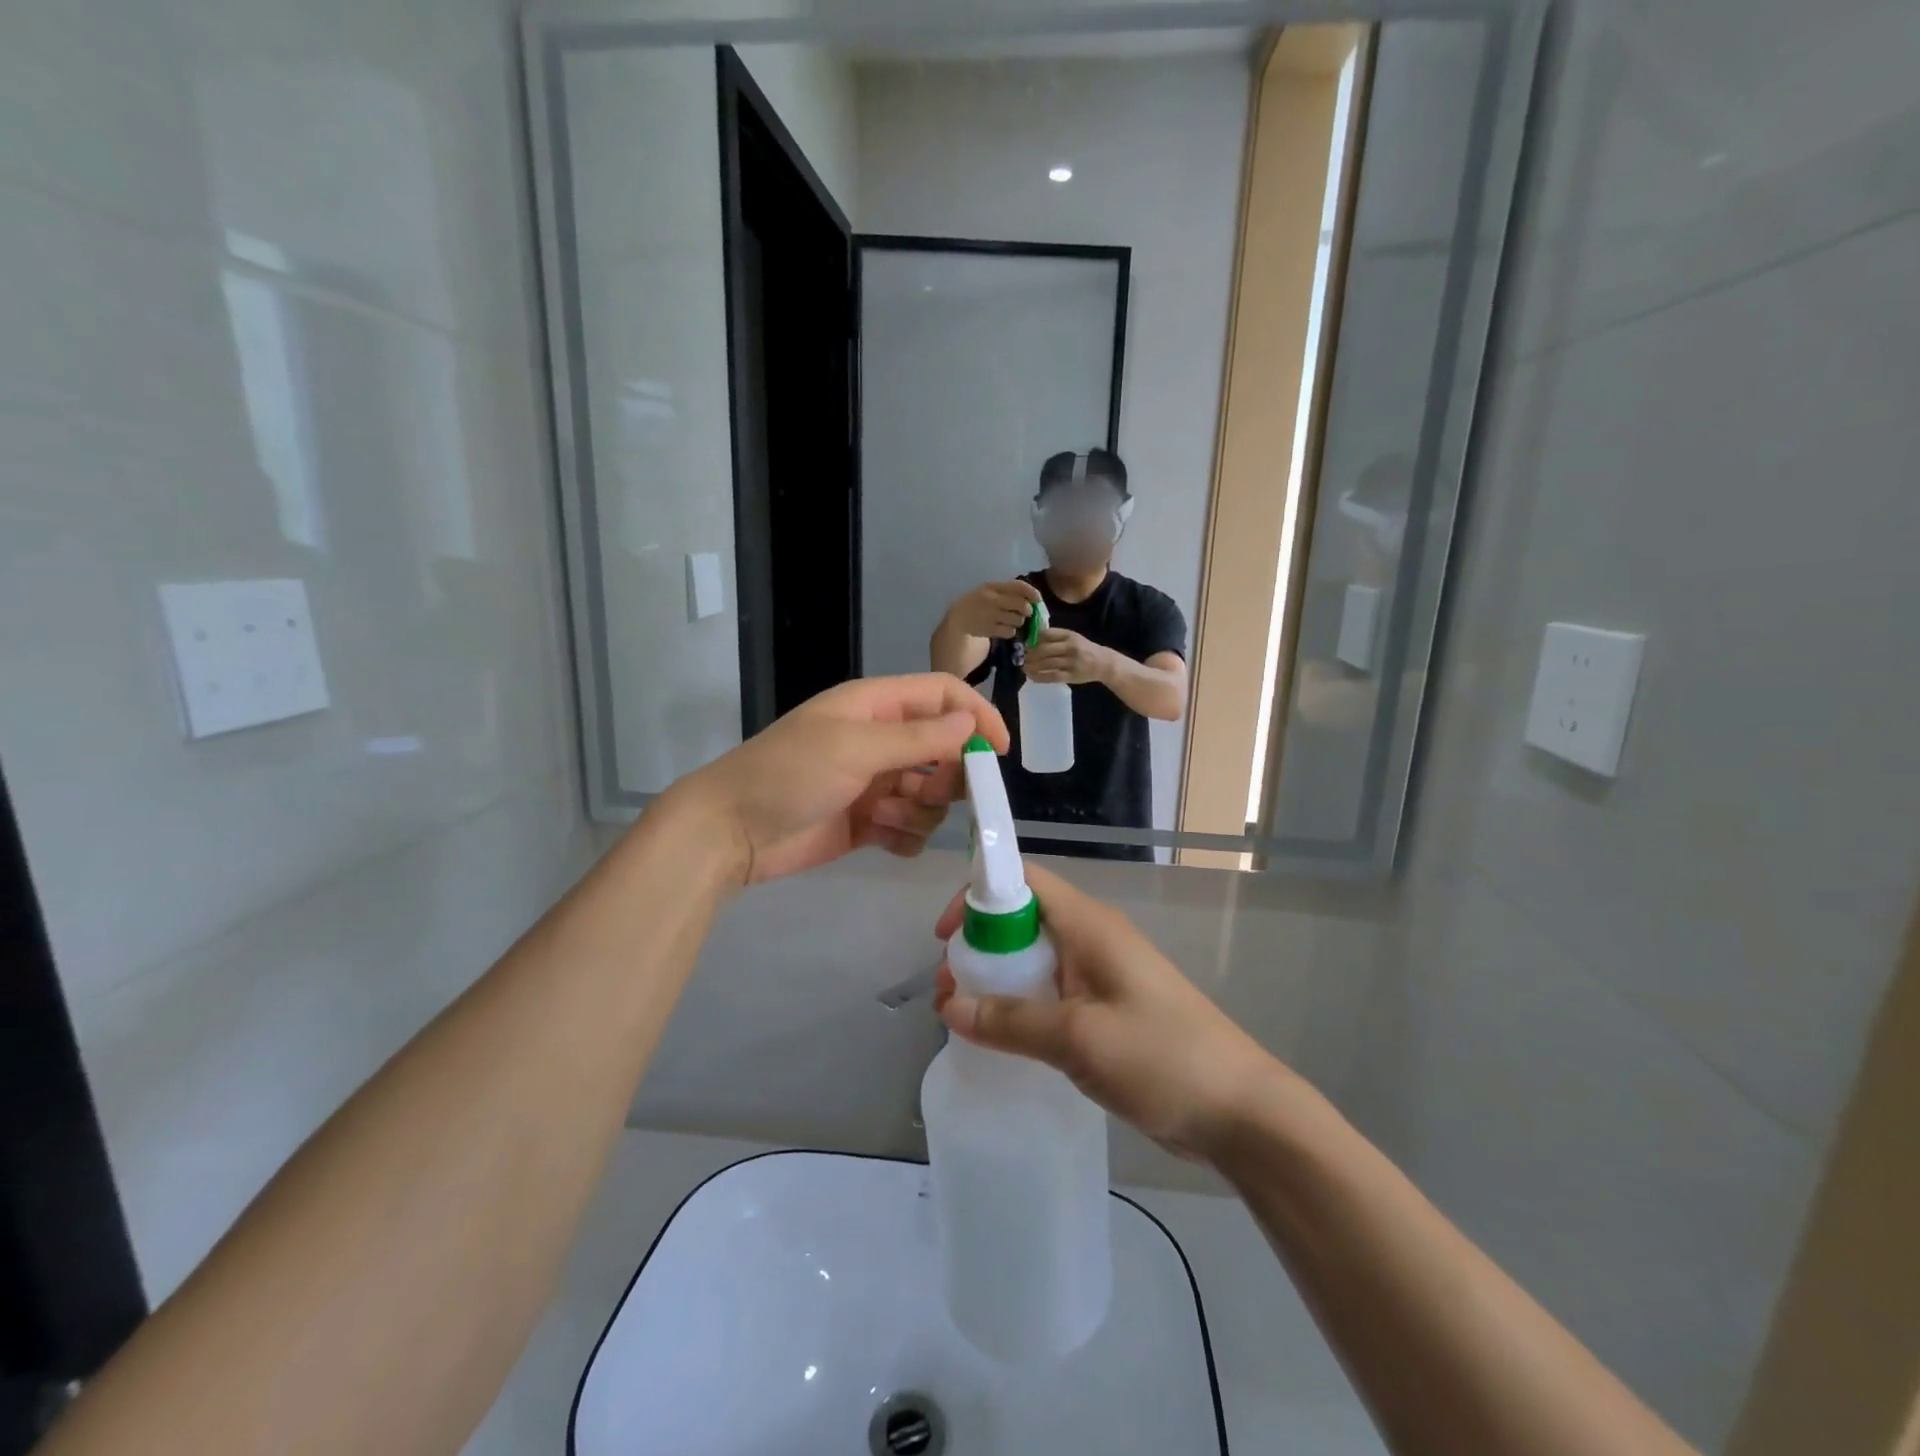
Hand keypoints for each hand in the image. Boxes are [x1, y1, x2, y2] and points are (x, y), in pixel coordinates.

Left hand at [665, 674, 1007, 885]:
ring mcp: (875, 783)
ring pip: (932, 795)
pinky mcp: (868, 822)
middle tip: (931, 792)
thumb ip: (918, 737)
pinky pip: (910, 829)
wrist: (732, 832)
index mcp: (876, 707)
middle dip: (947, 776)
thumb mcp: (855, 748)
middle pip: (946, 751)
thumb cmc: (790, 775)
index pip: (944, 697)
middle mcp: (881, 741)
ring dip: (919, 810)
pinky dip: (904, 836)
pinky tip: (880, 838)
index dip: (977, 717)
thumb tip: (971, 724)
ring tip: (882, 816)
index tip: (999, 752)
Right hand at [933, 864, 1281, 1161]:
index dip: (978, 895)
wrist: (1240, 1112)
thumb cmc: (1162, 1057)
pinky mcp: (1106, 1010)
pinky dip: (1020, 1006)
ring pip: (1033, 960)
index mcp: (1089, 925)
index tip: (946, 938)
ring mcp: (1100, 976)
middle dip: (979, 947)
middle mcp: (1091, 940)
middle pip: (1021, 920)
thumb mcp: (1079, 1037)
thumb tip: (949, 1007)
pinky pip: (1050, 994)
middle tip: (947, 991)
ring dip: (996, 981)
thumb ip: (1011, 1021)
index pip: (1023, 880)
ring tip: (963, 1018)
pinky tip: (1000, 1039)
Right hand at [946, 580, 1042, 639]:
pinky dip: (1010, 631)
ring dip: (1018, 621)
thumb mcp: (991, 591)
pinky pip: (1010, 631)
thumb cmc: (980, 603)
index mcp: (993, 587)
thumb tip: (1034, 599)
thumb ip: (1009, 593)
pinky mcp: (990, 630)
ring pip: (1018, 620)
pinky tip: (1002, 629)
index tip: (1038, 600)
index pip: (1019, 586)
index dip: (1032, 593)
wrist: (959, 618)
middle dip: (1027, 610)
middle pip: (1021, 605)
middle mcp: (992, 599)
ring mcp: (990, 615)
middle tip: (1026, 613)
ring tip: (1009, 620)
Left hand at [1023, 627, 1109, 685]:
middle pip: (1044, 650)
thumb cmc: (1084, 649)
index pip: (1047, 634)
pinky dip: (1039, 677)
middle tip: (1024, 658)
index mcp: (1069, 635)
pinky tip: (1031, 676)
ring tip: (1025, 667)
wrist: (1103, 663)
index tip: (1027, 645)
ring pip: (1046, 663)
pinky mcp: (1071, 675)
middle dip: (1030, 654)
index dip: (1033, 640)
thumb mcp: (1073, 638)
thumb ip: (1056, 637)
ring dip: (1032, 666)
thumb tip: (1033, 640)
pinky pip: (1051, 676)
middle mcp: (1070, 647)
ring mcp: (1071, 662)